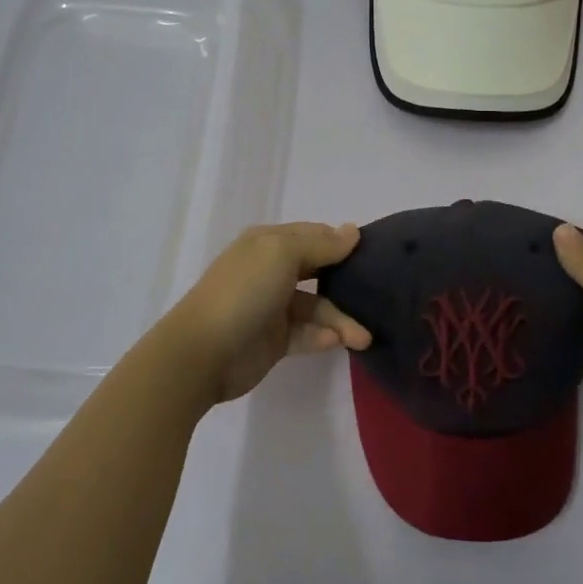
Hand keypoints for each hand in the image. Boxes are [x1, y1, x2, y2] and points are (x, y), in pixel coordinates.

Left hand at [152, 222, 371, 405]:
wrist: (203, 353)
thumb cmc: (244, 292)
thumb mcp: (282, 254)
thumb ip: (321, 243)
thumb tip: (352, 230)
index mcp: (268, 244)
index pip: (313, 236)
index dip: (341, 243)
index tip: (374, 254)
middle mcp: (271, 272)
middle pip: (319, 271)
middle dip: (347, 282)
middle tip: (379, 294)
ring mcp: (272, 307)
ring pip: (317, 307)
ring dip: (341, 320)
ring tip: (364, 338)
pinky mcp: (275, 340)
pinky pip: (307, 334)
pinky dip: (323, 337)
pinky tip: (337, 342)